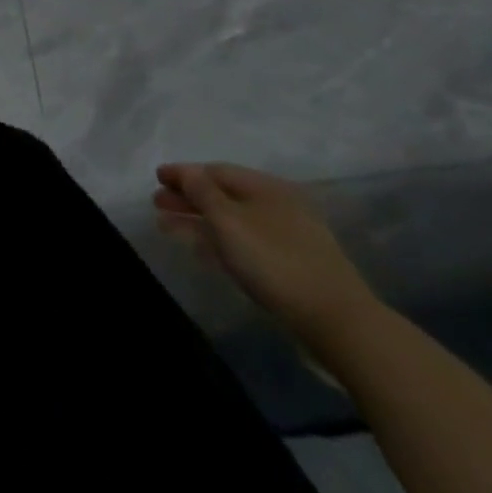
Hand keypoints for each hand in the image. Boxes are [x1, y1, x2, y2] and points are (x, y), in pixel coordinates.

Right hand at [153, 162, 377, 349]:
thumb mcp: (228, 221)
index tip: (156, 178)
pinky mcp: (290, 264)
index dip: (183, 173)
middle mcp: (278, 206)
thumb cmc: (274, 261)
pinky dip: (219, 241)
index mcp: (266, 188)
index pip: (216, 171)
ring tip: (168, 228)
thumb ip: (201, 192)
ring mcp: (287, 236)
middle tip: (157, 204)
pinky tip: (201, 250)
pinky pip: (245, 242)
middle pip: (223, 195)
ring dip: (199, 221)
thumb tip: (185, 171)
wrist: (336, 321)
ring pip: (232, 221)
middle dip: (188, 198)